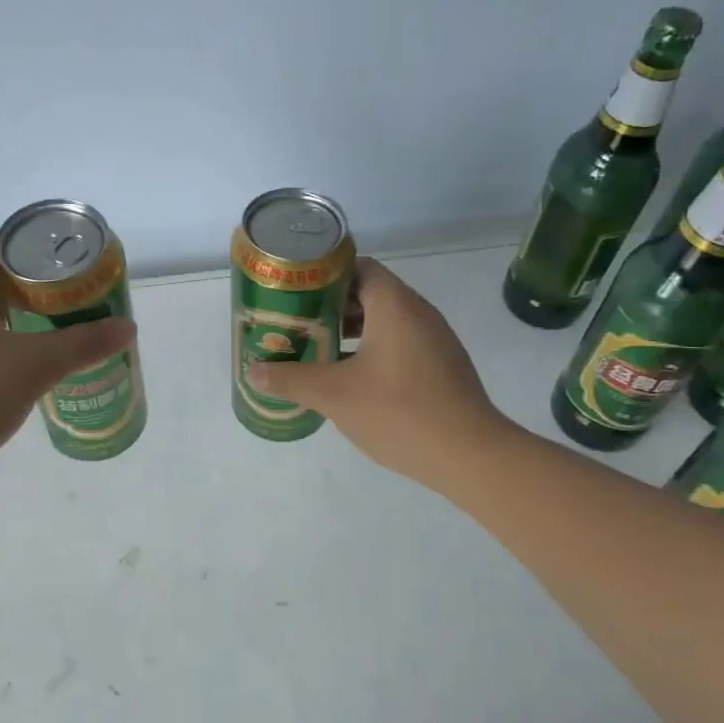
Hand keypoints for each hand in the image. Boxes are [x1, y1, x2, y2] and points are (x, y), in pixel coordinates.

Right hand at [247, 258, 504, 491]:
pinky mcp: (441, 366)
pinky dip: (372, 349)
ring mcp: (434, 340)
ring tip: (315, 348)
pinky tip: (350, 377)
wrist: (470, 455)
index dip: (323, 275)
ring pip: (385, 321)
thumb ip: (291, 379)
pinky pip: (400, 343)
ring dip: (350, 331)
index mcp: (395, 305)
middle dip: (330, 306)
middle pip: (369, 293)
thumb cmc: (399, 412)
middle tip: (296, 322)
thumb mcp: (334, 395)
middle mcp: (418, 313)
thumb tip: (253, 372)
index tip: (294, 291)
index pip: (357, 266)